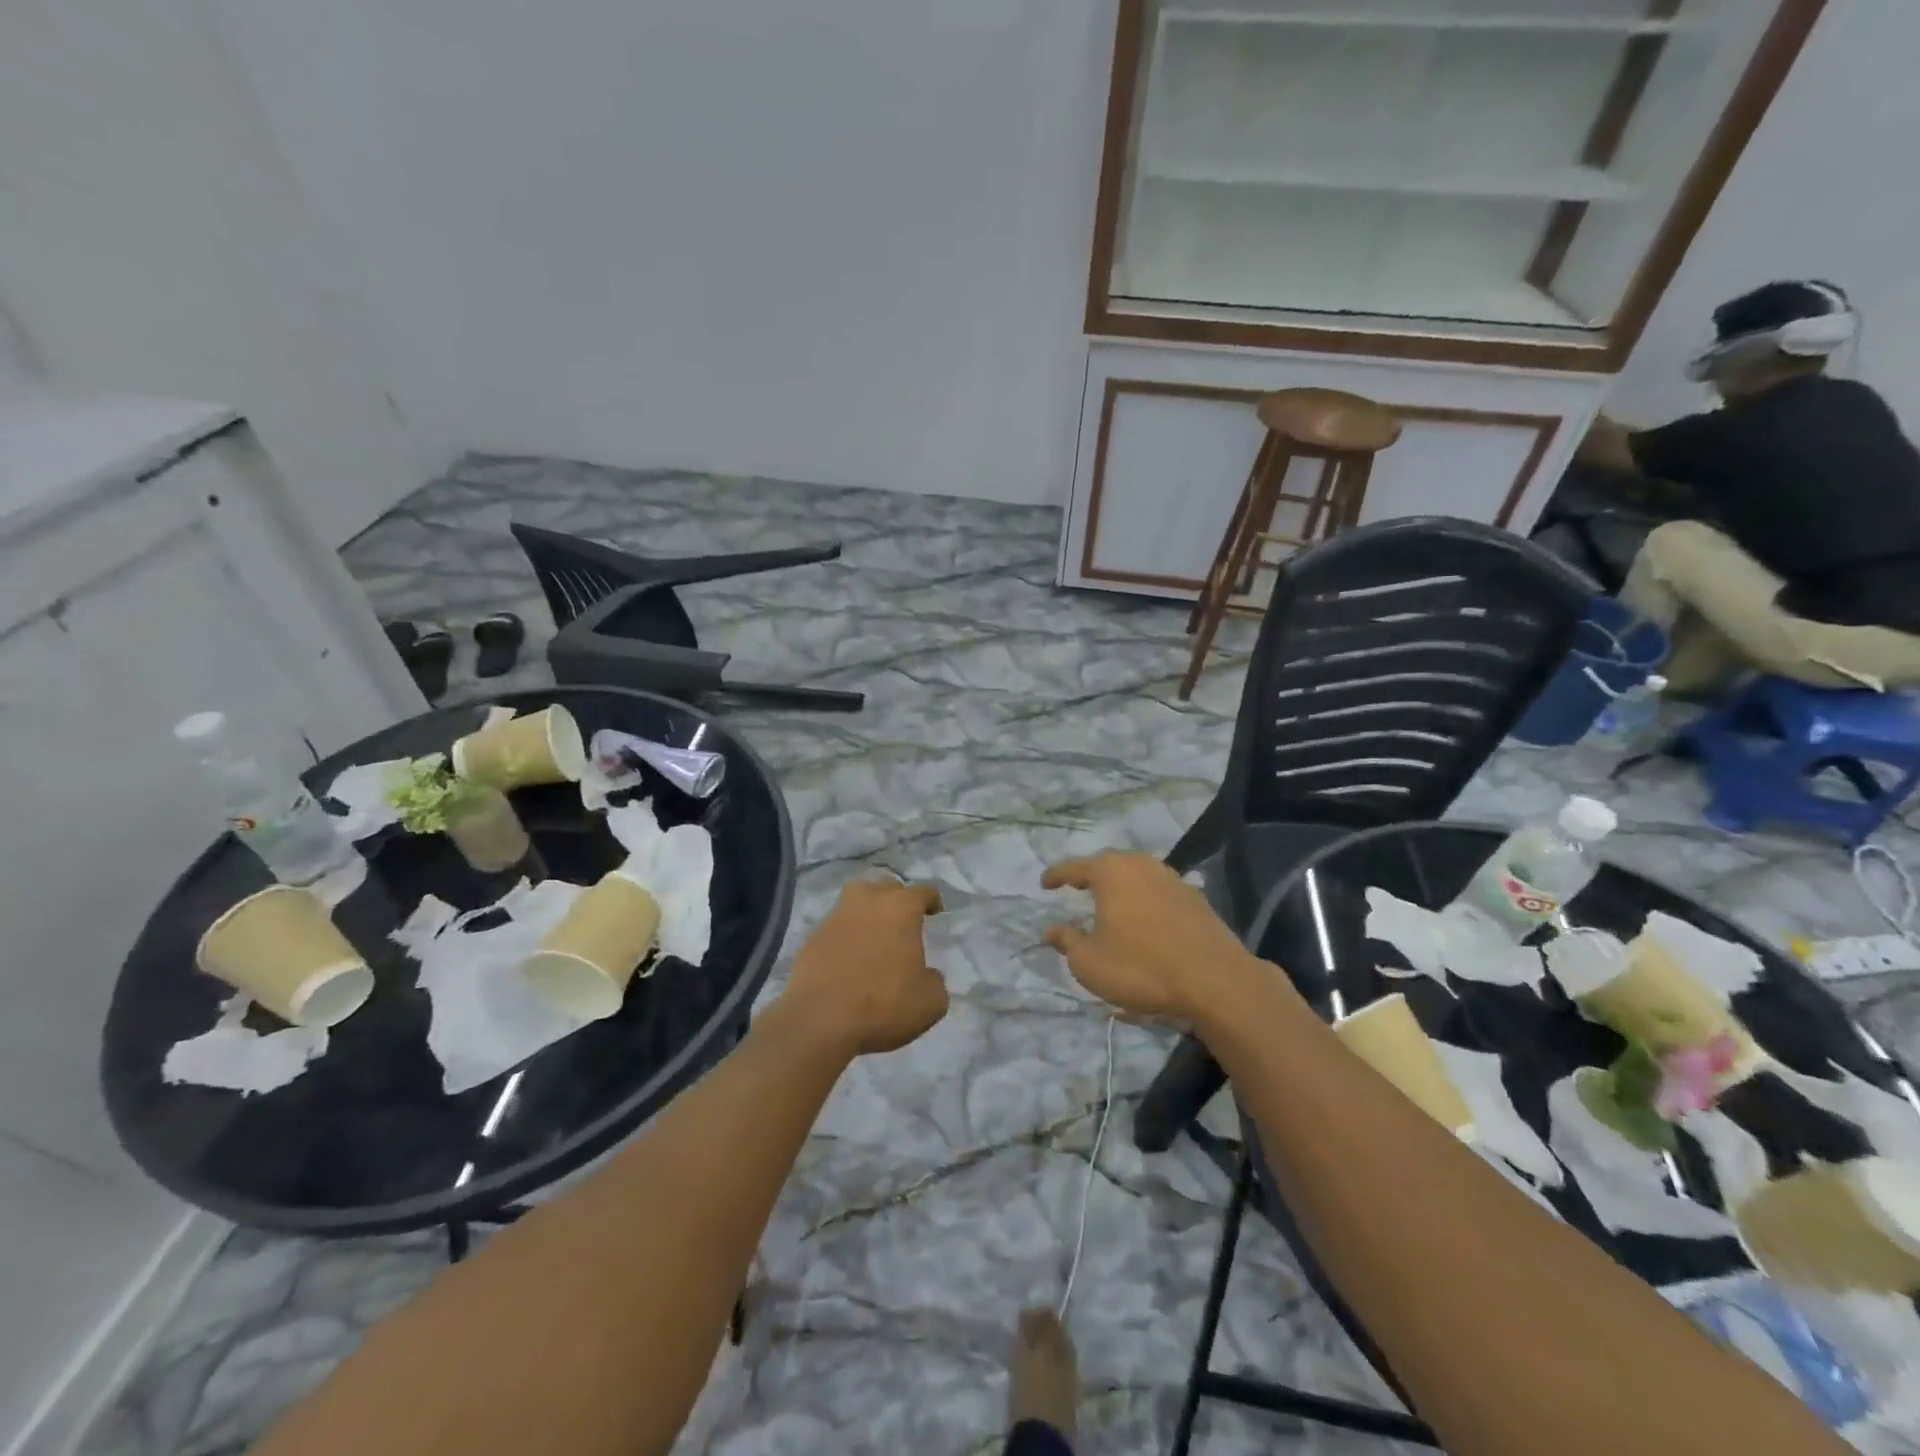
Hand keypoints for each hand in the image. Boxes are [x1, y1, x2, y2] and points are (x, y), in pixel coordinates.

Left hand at [783, 879, 948, 1055]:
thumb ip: (935, 981)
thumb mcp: (930, 1002)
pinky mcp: (812, 937)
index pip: (922, 891)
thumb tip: (928, 975)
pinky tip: (850, 959)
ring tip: (876, 936)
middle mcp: (867, 901)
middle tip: (904, 923)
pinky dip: (846, 936)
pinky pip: (837, 927)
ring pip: (857, 902)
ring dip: (868, 913)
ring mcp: (836, 916)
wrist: (819, 1021)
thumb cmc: (883, 1004)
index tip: (935, 912)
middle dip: (897, 901)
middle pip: (886, 888)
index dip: (931, 900)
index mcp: (901, 908)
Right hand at [1041, 853, 1256, 1021]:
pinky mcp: (1195, 898)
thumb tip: (1051, 930)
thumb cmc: (1141, 967)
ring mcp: (1172, 878)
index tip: (1044, 883)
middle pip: (1109, 865)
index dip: (1056, 876)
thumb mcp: (1090, 962)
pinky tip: (1145, 920)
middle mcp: (1141, 865)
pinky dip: (1145, 901)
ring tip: (1111, 904)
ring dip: (1121, 887)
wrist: (1215, 980)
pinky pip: (1159, 891)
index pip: (1074, 868)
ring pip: (1137, 875)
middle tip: (1077, 888)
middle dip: (1091, 876)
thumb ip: (1067, 941)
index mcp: (1111, 872)